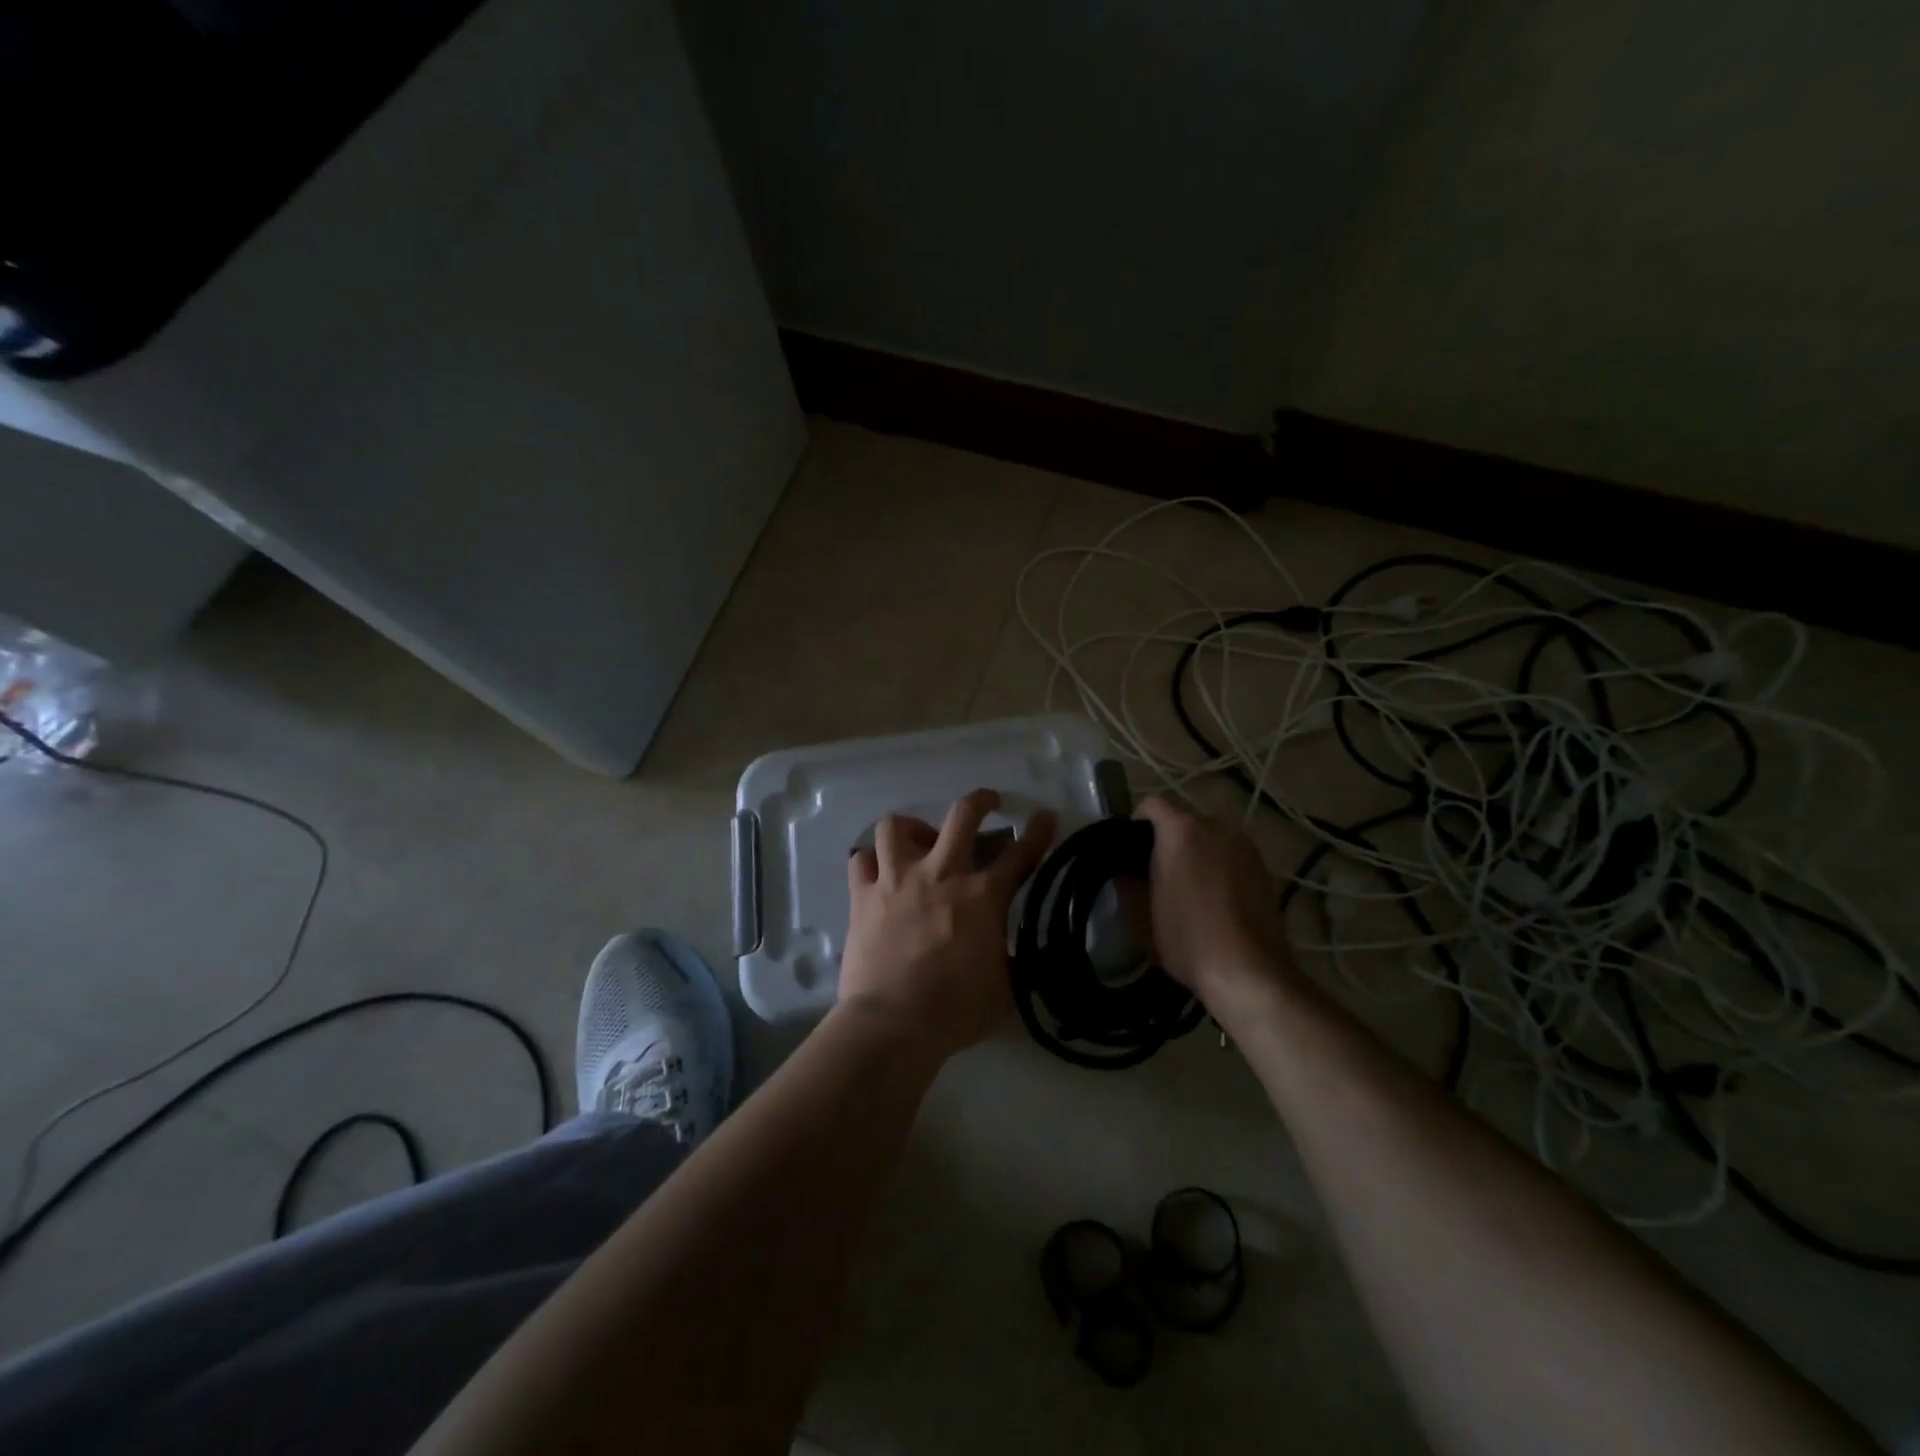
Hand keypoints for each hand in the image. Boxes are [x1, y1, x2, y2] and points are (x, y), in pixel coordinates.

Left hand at [840, 790, 1056, 1060]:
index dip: (1038, 831)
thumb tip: (1022, 951)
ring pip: (896, 826)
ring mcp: (897, 879)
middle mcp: (942, 874)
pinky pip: (861, 859)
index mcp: (984, 896)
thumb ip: (1015, 960)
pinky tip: (878, 871)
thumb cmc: (955, 1010)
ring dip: (911, 827)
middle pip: (963, 815)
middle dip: (980, 800)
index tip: (1044, 816)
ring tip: (919, 839)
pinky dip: (870, 861)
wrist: (892, 1023)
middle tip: (987, 802)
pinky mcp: (863, 895)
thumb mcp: (1005, 988)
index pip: (1021, 853)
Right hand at [1136, 796, 1294, 1005]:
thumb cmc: (1187, 939)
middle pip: (1184, 820)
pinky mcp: (1264, 867)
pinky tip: (1215, 900)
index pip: (1152, 804)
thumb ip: (1127, 883)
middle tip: (1157, 872)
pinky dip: (1219, 867)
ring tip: (1189, 887)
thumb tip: (1124, 871)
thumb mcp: (1141, 915)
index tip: (1131, 851)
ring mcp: (1245, 846)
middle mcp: (1216, 827)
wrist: (1249, 973)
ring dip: (1197, 852)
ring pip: (1211, 838)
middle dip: (1169, 839)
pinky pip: (1231, 855)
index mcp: (1181, 830)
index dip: (1137, 823)